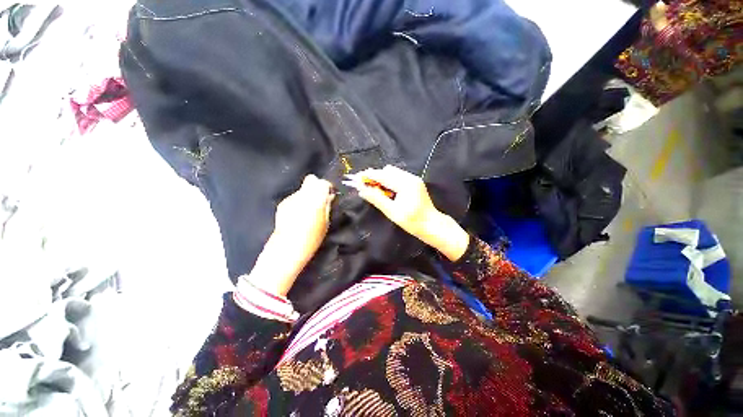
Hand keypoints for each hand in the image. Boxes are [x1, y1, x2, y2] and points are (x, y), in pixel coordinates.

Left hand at [248, 175, 333, 295]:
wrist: (286, 250)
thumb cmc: (311, 239)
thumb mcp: (325, 223)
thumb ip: (327, 206)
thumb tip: (328, 196)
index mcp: (314, 200)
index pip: (322, 183)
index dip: (327, 187)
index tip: (330, 195)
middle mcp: (301, 195)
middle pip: (311, 181)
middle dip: (317, 188)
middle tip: (321, 201)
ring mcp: (289, 199)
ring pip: (302, 190)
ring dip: (308, 196)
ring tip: (310, 210)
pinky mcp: (282, 205)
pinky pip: (295, 198)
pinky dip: (299, 202)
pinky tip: (299, 215)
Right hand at [346, 165, 468, 260]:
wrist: (432, 225)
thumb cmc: (413, 222)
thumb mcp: (392, 212)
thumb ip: (376, 199)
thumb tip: (361, 190)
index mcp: (406, 184)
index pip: (383, 175)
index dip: (368, 176)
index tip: (356, 178)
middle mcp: (410, 177)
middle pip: (387, 171)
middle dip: (374, 176)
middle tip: (364, 186)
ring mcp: (413, 179)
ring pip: (392, 173)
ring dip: (381, 179)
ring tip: (374, 190)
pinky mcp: (414, 182)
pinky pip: (398, 177)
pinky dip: (389, 181)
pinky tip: (386, 191)